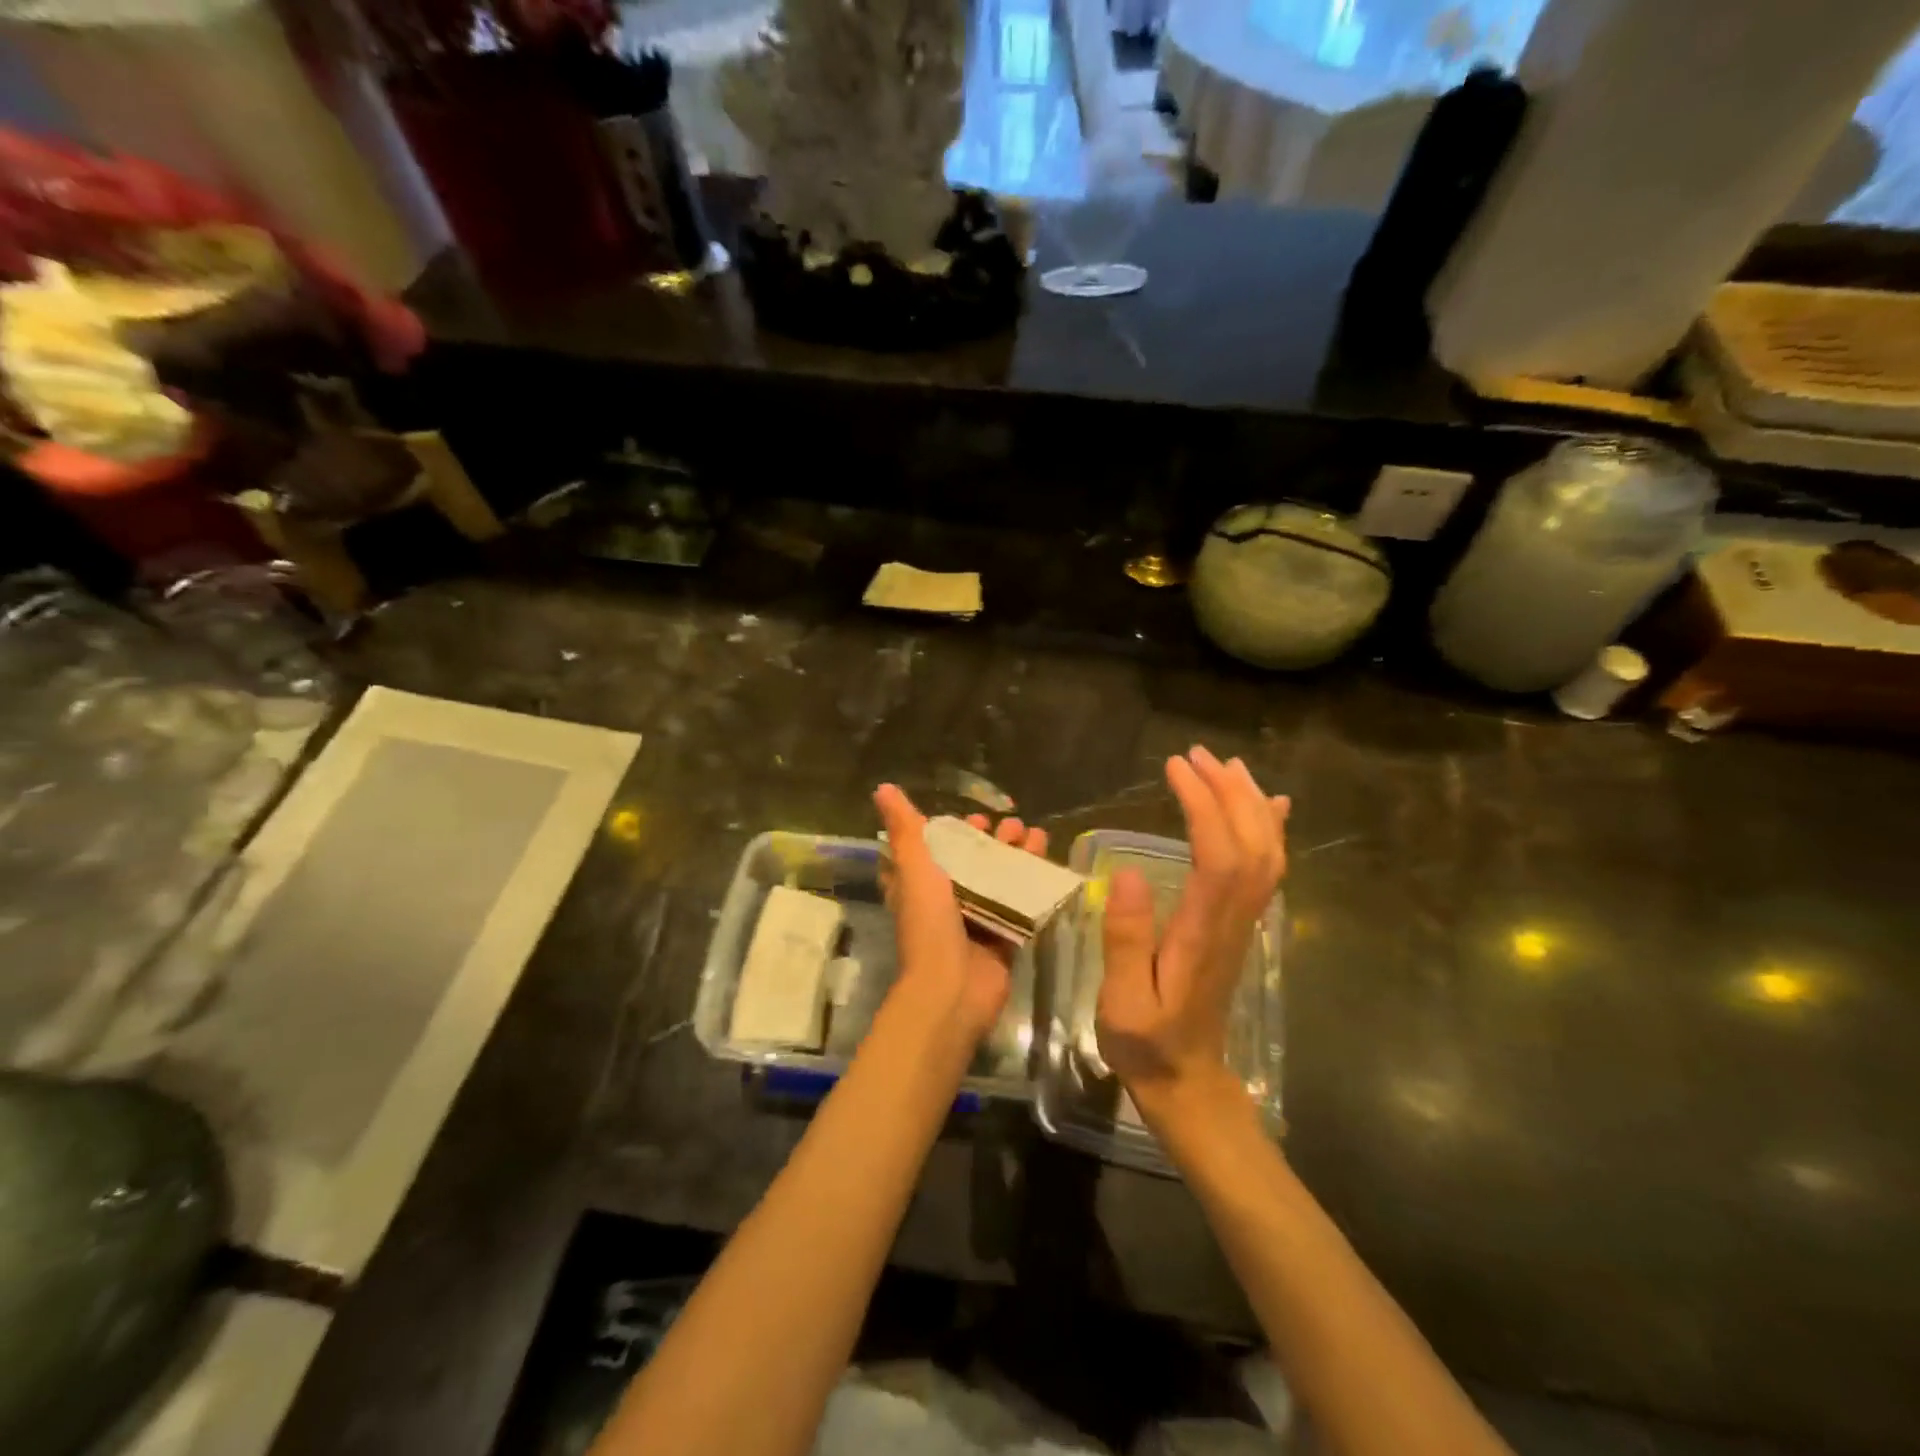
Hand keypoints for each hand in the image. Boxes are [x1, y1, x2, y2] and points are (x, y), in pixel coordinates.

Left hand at [873, 785, 1048, 1054]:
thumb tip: (883, 788)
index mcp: (919, 885)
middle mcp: (946, 901)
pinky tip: (1049, 864)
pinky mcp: (1002, 938)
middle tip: (1013, 825)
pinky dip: (1034, 884)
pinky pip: (1021, 905)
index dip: (954, 831)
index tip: (975, 817)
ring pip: (1000, 880)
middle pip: (973, 862)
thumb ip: (904, 829)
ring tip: (1037, 835)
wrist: (952, 989)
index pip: (935, 849)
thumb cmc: (929, 924)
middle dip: (994, 841)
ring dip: (1018, 856)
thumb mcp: (914, 868)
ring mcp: (976, 921)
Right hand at [1096, 747, 1289, 1116]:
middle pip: (1251, 843)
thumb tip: (1129, 874)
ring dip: (1250, 803)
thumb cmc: (1147, 1041)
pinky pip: (1268, 869)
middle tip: (1197, 754)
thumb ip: (1126, 940)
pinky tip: (1269, 805)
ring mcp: (1245, 922)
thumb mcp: (1122, 1000)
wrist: (1188, 1079)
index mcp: (1204, 931)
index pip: (1217, 855)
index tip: (1176, 769)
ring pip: (1266, 852)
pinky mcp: (1242, 925)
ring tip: (1226, 764)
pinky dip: (1271, 830)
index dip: (1202, 805)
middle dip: (1229, 790)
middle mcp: (1234, 919)